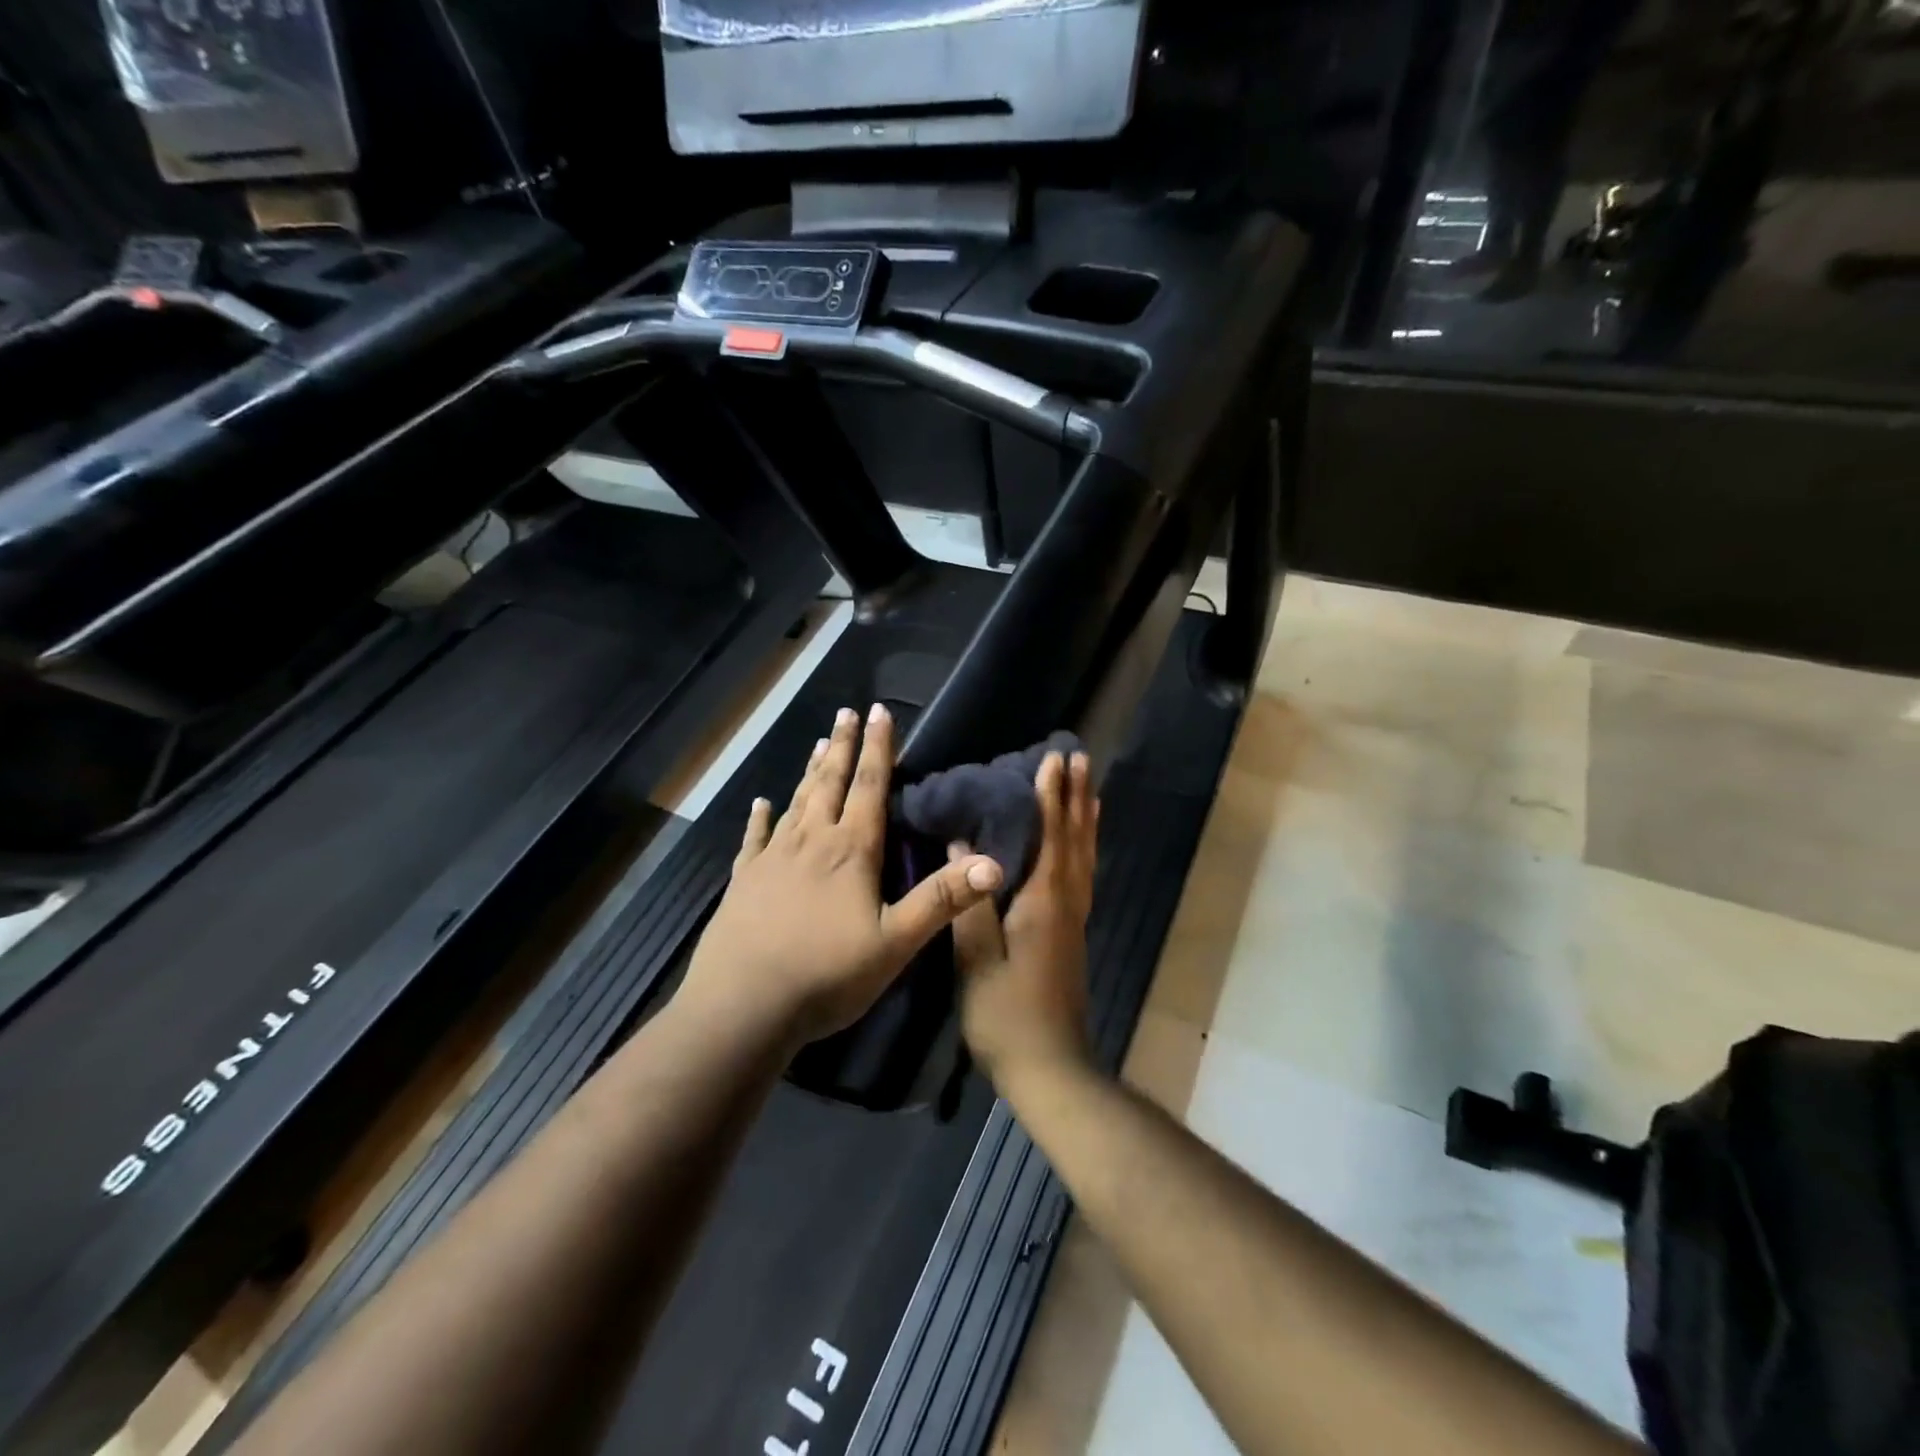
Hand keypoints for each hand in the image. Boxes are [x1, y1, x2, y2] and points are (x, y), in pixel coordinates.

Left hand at [683, 704, 1005, 1046]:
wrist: (743, 1007)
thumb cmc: (826, 974)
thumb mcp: (896, 942)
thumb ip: (942, 900)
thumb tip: (992, 862)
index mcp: (851, 850)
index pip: (870, 787)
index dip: (879, 748)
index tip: (879, 712)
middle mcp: (811, 841)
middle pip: (830, 783)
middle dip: (844, 746)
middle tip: (846, 713)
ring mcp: (772, 858)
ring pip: (797, 803)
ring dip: (810, 772)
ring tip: (819, 744)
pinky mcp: (744, 880)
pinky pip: (753, 839)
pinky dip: (759, 818)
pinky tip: (760, 803)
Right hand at [951, 751, 1099, 1089]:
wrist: (1052, 1069)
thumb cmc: (1007, 1015)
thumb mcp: (977, 961)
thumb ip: (970, 902)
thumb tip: (960, 847)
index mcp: (1043, 903)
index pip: (1050, 836)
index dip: (1050, 796)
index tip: (1052, 759)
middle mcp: (1066, 902)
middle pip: (1075, 838)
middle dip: (1075, 796)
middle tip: (1078, 757)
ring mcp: (1073, 919)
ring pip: (1084, 856)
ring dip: (1085, 817)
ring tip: (1087, 787)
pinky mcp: (1072, 934)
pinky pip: (1084, 874)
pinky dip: (1085, 848)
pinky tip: (1079, 846)